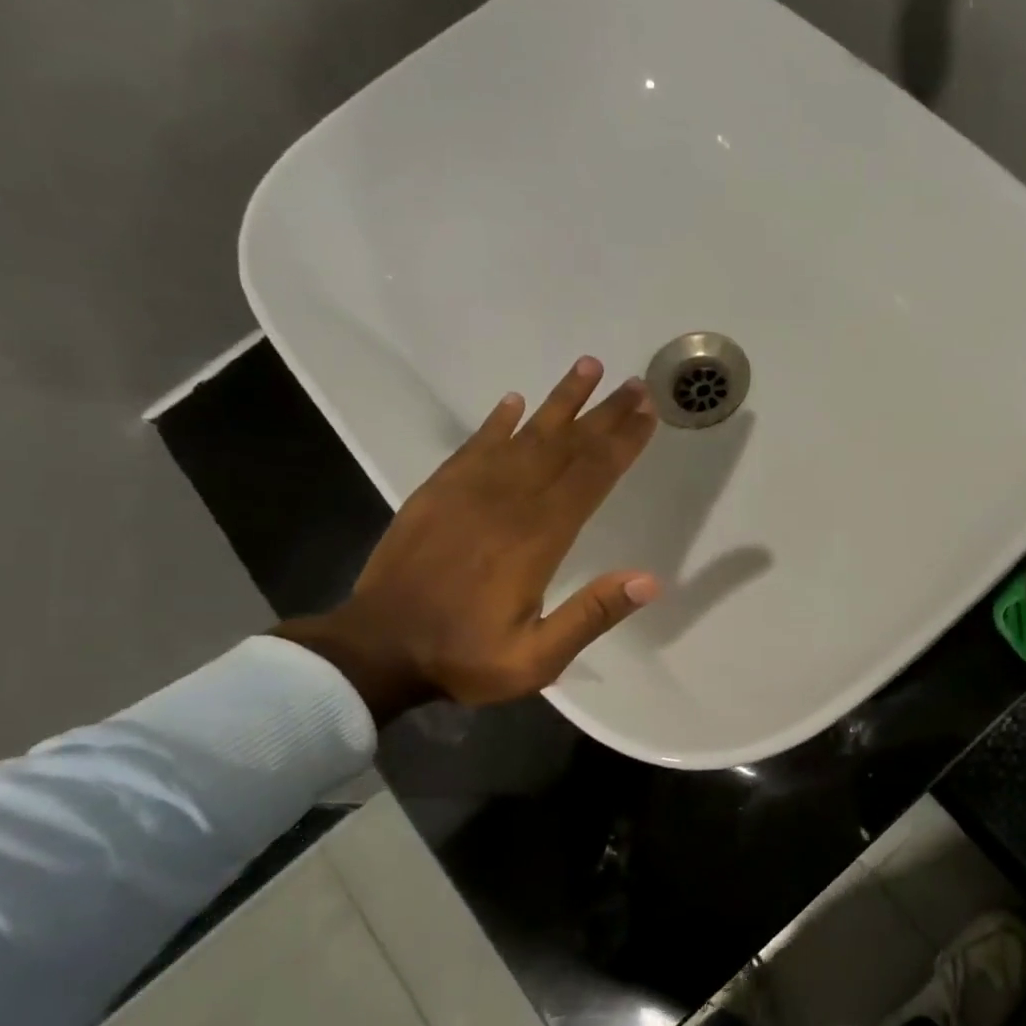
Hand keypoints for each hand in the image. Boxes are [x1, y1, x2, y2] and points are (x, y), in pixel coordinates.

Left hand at [275, 357, 660, 721]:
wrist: (375, 651)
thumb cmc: (464, 657)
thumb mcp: (537, 658)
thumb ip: (591, 616)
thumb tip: (650, 580)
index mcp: (537, 539)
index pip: (590, 478)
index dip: (621, 444)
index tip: (648, 413)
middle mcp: (507, 503)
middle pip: (564, 447)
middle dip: (604, 414)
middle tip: (634, 384)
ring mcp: (468, 493)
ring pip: (524, 435)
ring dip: (559, 401)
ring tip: (587, 367)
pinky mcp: (437, 493)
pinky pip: (473, 446)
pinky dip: (496, 421)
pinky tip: (514, 401)